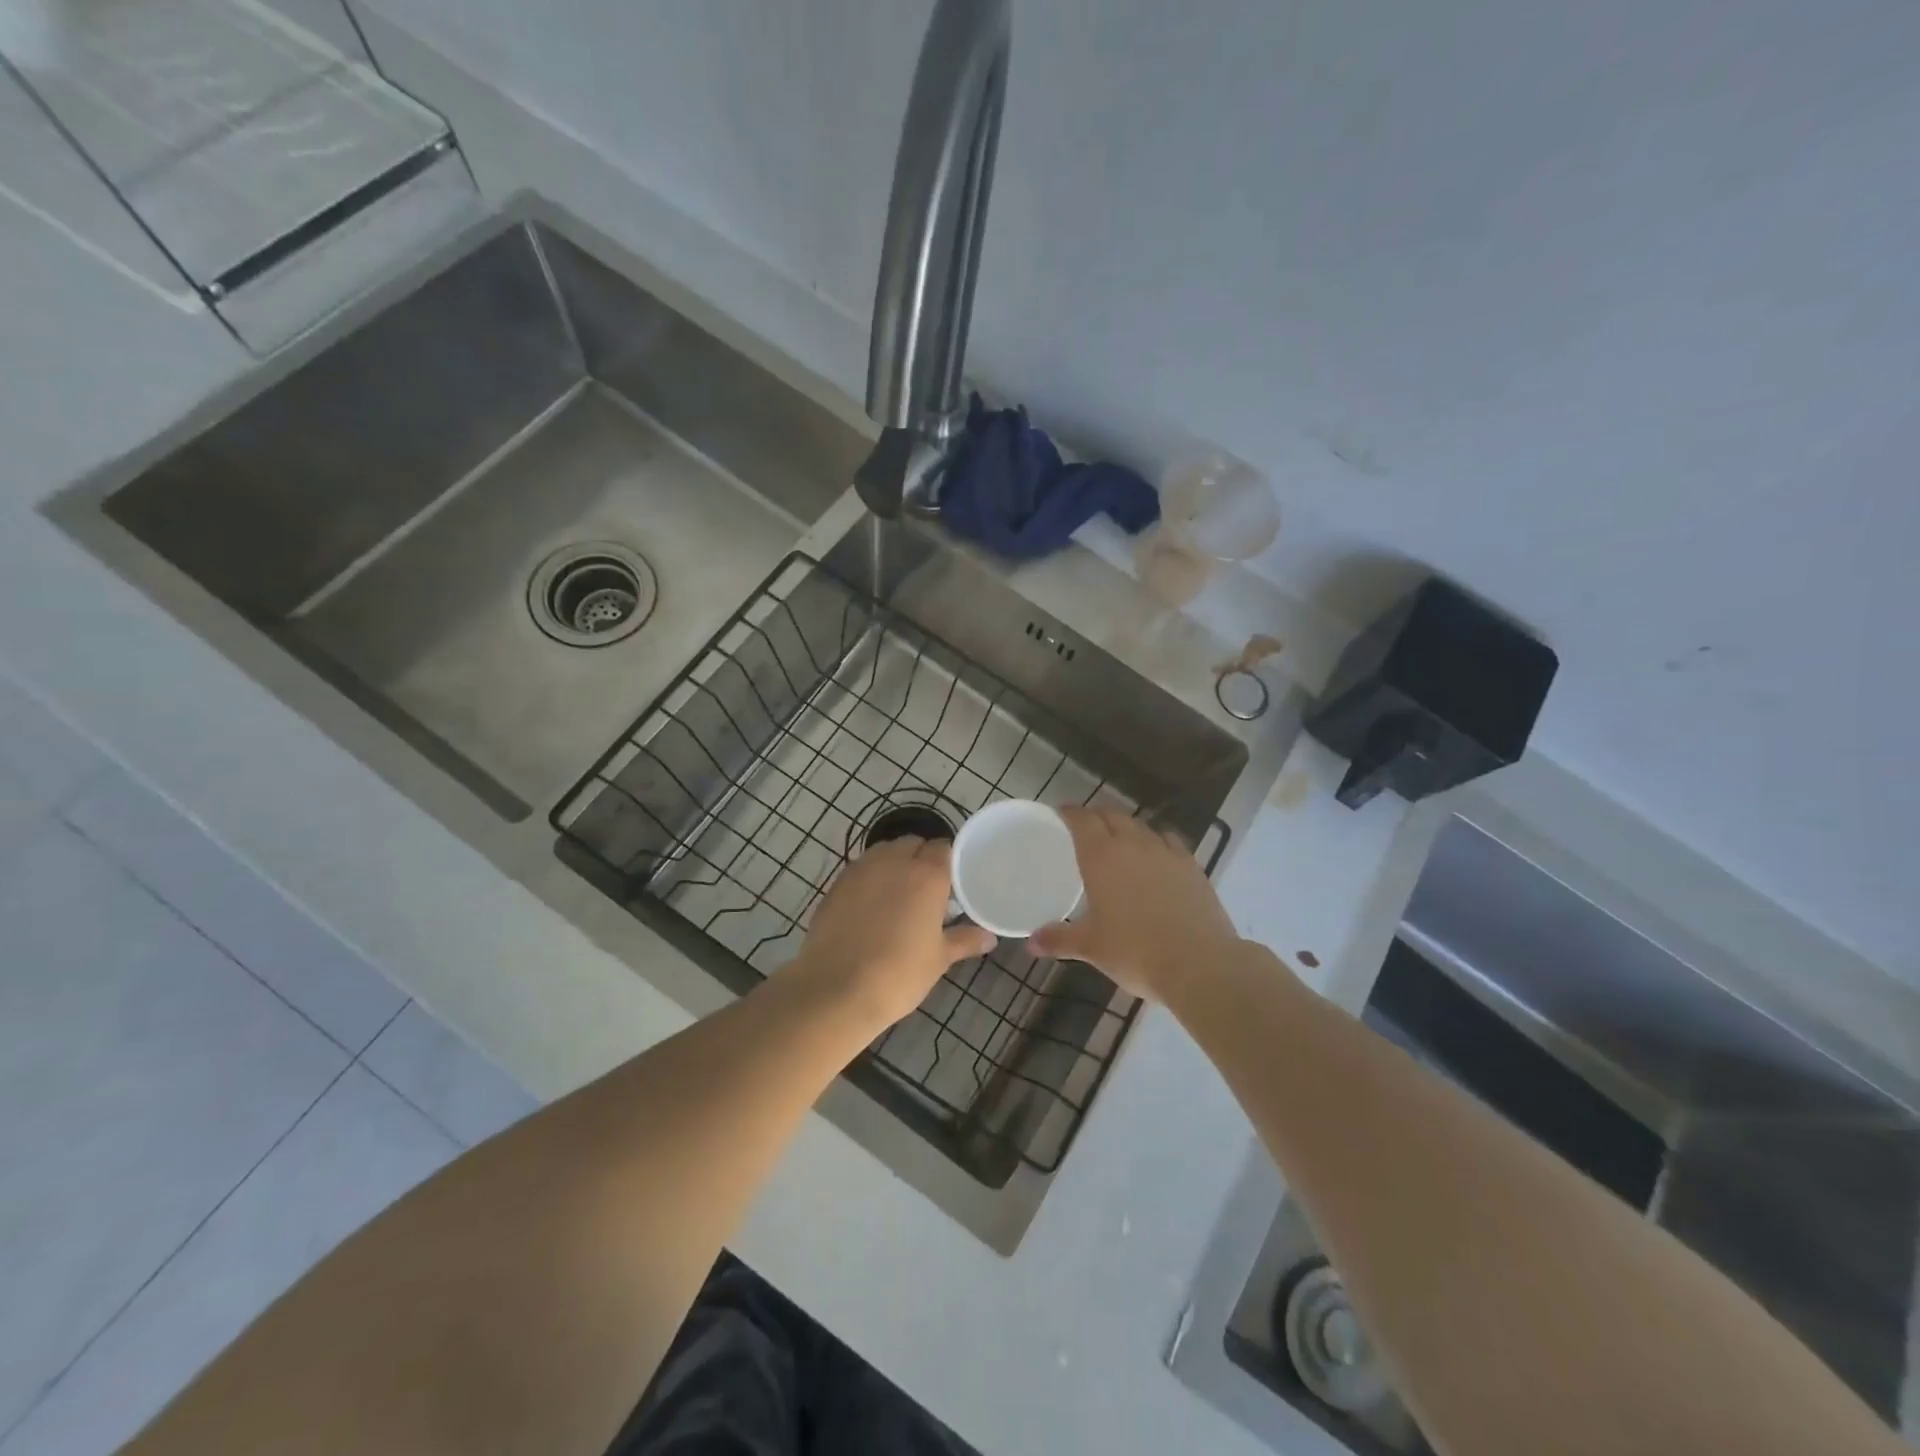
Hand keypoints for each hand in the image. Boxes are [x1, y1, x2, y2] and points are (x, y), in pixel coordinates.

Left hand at [790, 837, 995, 1031]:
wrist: (836, 990)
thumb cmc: (898, 974)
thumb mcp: (938, 959)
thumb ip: (964, 940)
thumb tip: (988, 938)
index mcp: (927, 874)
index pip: (944, 848)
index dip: (950, 862)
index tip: (954, 884)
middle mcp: (894, 861)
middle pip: (913, 844)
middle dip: (922, 858)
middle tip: (928, 890)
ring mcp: (861, 869)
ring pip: (885, 851)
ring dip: (895, 863)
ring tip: (899, 895)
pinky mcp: (837, 883)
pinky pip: (861, 868)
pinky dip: (871, 877)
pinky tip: (871, 906)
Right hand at [1030, 807, 1240, 1000]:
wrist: (1200, 964)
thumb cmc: (1136, 952)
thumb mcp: (1092, 948)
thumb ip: (1059, 939)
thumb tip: (1031, 943)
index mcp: (1102, 857)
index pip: (1082, 819)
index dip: (1069, 812)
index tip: (1059, 814)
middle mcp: (1133, 844)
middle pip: (1111, 815)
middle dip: (1096, 816)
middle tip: (1084, 828)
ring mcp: (1166, 852)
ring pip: (1141, 825)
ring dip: (1126, 826)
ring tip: (1119, 840)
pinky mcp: (1191, 866)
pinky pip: (1169, 840)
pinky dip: (1156, 840)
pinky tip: (1156, 855)